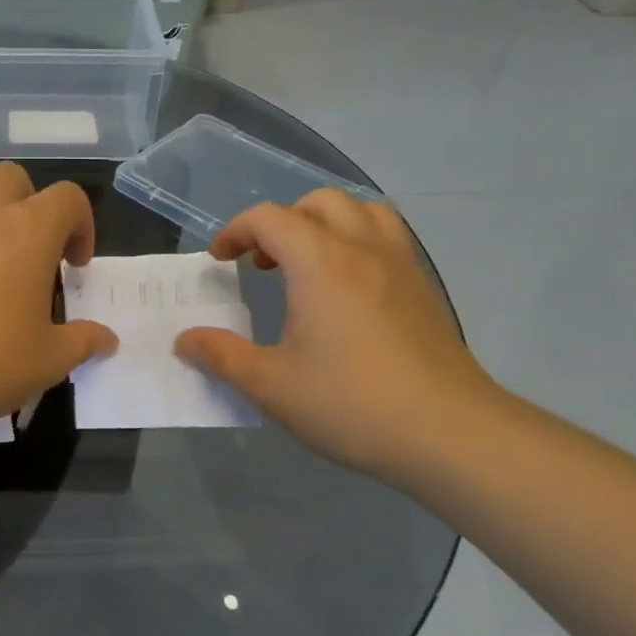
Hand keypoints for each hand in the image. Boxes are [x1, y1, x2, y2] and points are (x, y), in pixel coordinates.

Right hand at [174, 190, 499, 483]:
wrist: (449, 432)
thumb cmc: (350, 404)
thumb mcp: (270, 385)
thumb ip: (222, 356)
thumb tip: (185, 340)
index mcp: (320, 262)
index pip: (269, 218)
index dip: (235, 231)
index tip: (220, 261)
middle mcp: (362, 249)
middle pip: (319, 203)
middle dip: (282, 222)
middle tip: (262, 263)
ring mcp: (401, 265)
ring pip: (362, 212)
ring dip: (326, 224)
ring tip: (308, 264)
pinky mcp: (424, 288)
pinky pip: (388, 238)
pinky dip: (358, 242)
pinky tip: (348, 292)